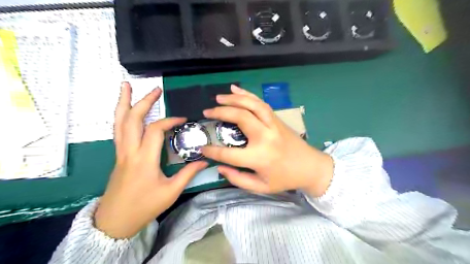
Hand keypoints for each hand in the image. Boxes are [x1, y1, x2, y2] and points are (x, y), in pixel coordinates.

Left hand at [94, 83, 206, 239]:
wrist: (115, 221)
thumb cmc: (144, 206)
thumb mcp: (171, 192)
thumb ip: (188, 173)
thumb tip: (205, 160)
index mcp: (144, 159)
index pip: (155, 130)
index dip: (170, 121)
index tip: (183, 120)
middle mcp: (129, 151)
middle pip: (131, 119)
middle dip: (143, 101)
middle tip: (156, 89)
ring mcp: (121, 152)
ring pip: (118, 122)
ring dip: (123, 103)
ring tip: (126, 86)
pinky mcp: (118, 155)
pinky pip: (118, 130)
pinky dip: (121, 116)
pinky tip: (125, 110)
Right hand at [202, 85, 333, 196]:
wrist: (311, 167)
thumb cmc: (285, 179)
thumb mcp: (261, 187)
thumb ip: (238, 179)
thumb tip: (220, 168)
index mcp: (259, 157)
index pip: (228, 153)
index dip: (212, 151)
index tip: (202, 148)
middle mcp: (265, 137)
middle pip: (240, 117)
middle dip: (220, 112)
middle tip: (207, 113)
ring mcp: (273, 125)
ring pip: (252, 105)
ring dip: (234, 98)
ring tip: (219, 97)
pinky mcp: (277, 119)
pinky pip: (261, 103)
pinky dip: (247, 94)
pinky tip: (235, 89)